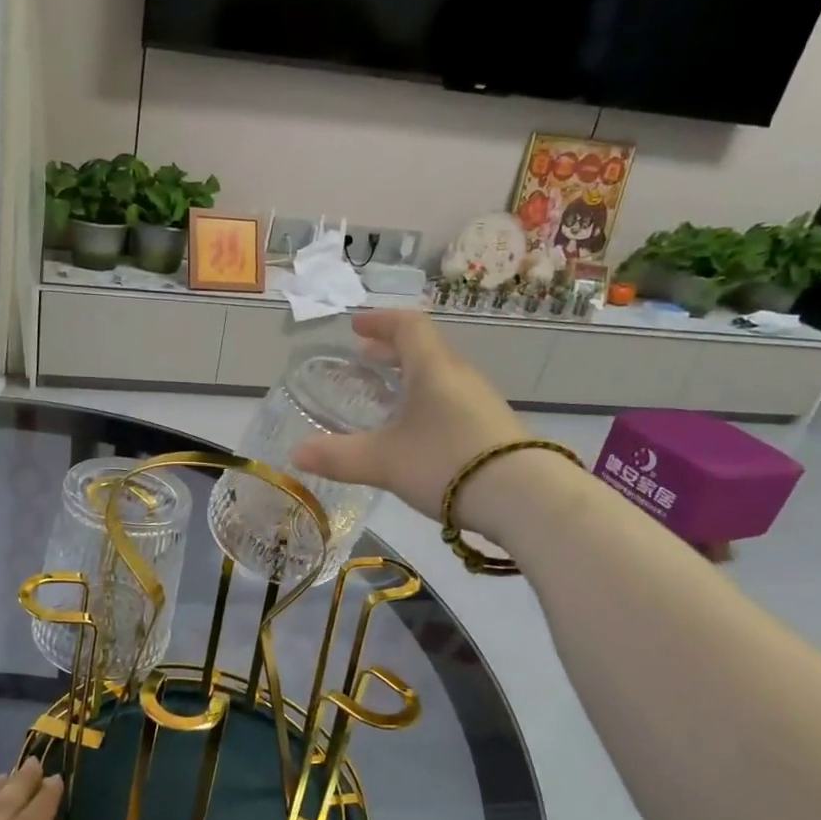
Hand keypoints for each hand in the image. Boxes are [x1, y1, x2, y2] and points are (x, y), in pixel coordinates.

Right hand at [293, 310, 529, 519]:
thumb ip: (338, 457)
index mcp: (432, 368)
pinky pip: (453, 400)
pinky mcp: (493, 428)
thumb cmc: (446, 462)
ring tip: (387, 396)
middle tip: (364, 360)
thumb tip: (295, 455)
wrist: (525, 497)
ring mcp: (481, 402)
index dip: (380, 322)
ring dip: (411, 377)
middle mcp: (459, 376)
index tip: (356, 328)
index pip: (407, 326)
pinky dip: (428, 401)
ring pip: (440, 377)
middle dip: (391, 351)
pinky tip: (417, 431)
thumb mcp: (383, 462)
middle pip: (425, 350)